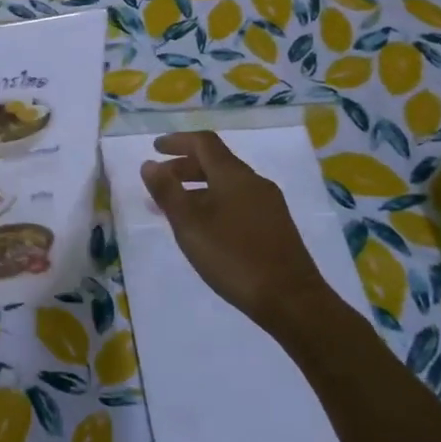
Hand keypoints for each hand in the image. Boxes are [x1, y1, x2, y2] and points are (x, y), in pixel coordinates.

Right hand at [140, 131, 332, 329]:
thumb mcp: (190, 225)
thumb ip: (167, 192)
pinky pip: (237, 201)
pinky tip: (205, 228)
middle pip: (216, 162)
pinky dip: (214, 202)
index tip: (155, 148)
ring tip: (175, 208)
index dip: (177, 141)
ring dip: (198, 188)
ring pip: (226, 184)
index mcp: (234, 175)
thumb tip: (149, 164)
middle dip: (184, 166)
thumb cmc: (234, 257)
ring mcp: (268, 204)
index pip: (204, 143)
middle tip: (160, 181)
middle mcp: (254, 182)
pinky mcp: (275, 225)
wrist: (291, 299)